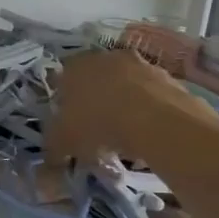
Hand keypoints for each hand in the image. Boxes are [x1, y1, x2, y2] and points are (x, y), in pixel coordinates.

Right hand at [44, 50, 217, 169]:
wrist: (157, 121)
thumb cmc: (98, 124)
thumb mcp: (64, 142)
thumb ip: (53, 147)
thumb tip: (50, 159)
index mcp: (74, 67)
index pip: (61, 79)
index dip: (63, 101)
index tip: (67, 123)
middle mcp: (105, 58)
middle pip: (95, 79)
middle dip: (94, 100)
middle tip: (94, 128)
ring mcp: (140, 64)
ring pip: (124, 85)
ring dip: (122, 103)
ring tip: (123, 134)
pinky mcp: (168, 77)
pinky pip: (150, 95)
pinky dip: (147, 109)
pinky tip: (146, 132)